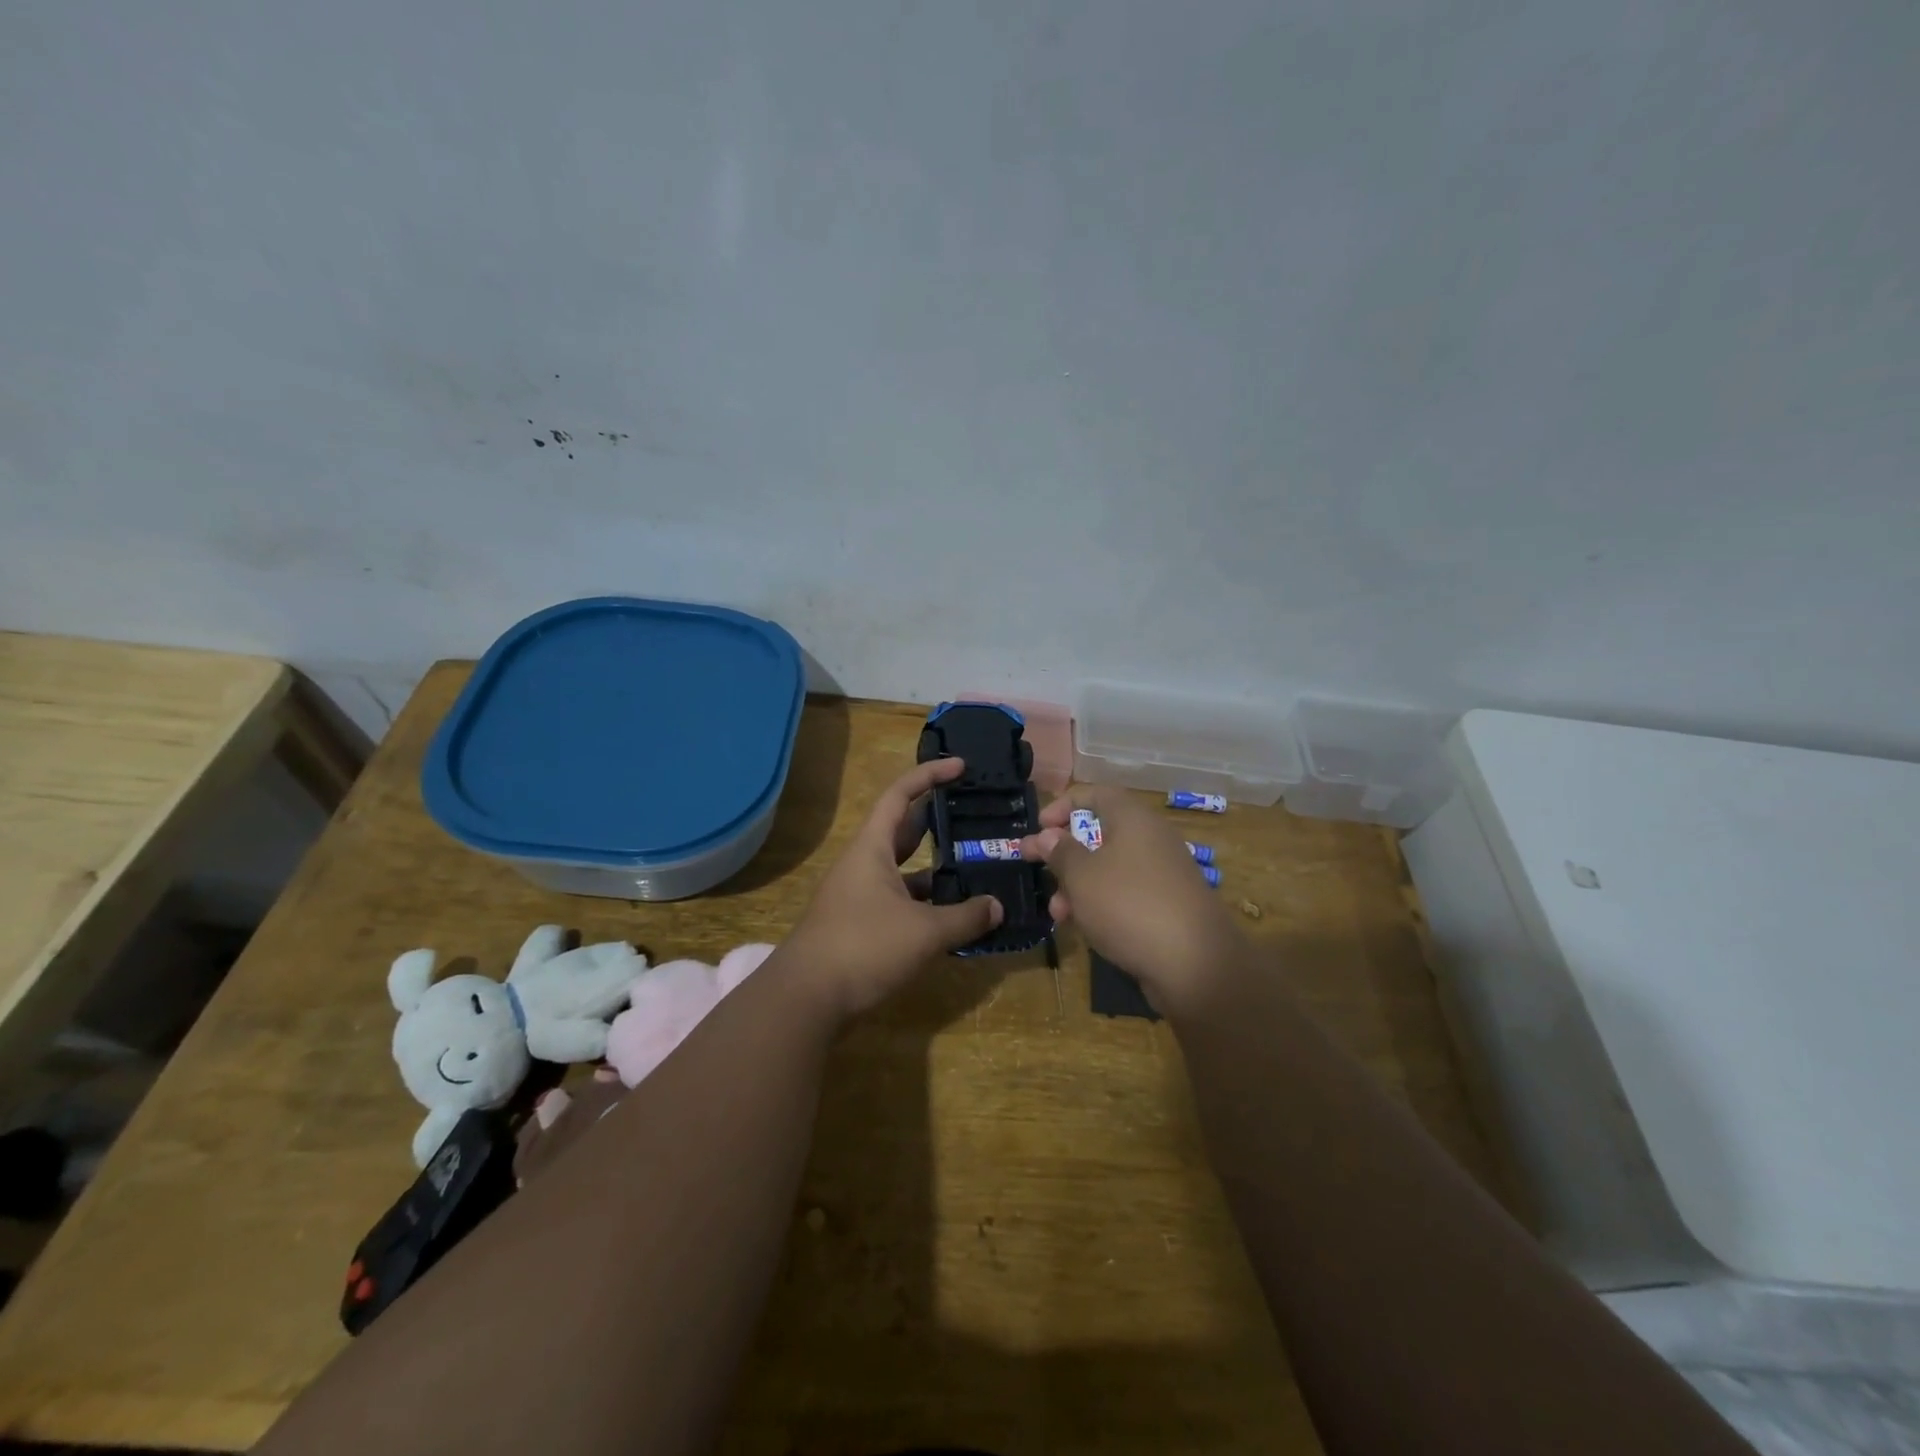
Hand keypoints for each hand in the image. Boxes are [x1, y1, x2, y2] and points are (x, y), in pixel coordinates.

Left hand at [784, 758, 1002, 1018]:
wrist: (806, 999)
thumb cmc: (864, 947)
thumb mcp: (924, 932)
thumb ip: (965, 917)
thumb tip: (997, 907)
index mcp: (872, 848)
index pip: (900, 795)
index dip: (930, 775)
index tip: (961, 767)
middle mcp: (863, 864)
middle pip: (902, 830)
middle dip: (936, 820)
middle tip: (973, 816)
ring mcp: (858, 895)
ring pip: (903, 870)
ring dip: (934, 868)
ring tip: (973, 868)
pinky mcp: (859, 925)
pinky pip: (899, 900)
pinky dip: (924, 902)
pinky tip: (951, 916)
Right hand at [1020, 786, 1246, 1017]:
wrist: (1195, 964)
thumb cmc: (1129, 906)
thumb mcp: (1082, 876)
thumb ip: (1061, 852)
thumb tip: (1049, 835)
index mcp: (1133, 819)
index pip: (1095, 794)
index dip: (1063, 805)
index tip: (1038, 828)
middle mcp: (1151, 839)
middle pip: (1100, 833)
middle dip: (1064, 852)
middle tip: (1033, 864)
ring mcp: (1163, 873)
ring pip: (1110, 868)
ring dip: (1078, 884)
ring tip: (1057, 912)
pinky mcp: (1168, 905)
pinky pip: (1126, 893)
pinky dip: (1102, 903)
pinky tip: (1084, 928)